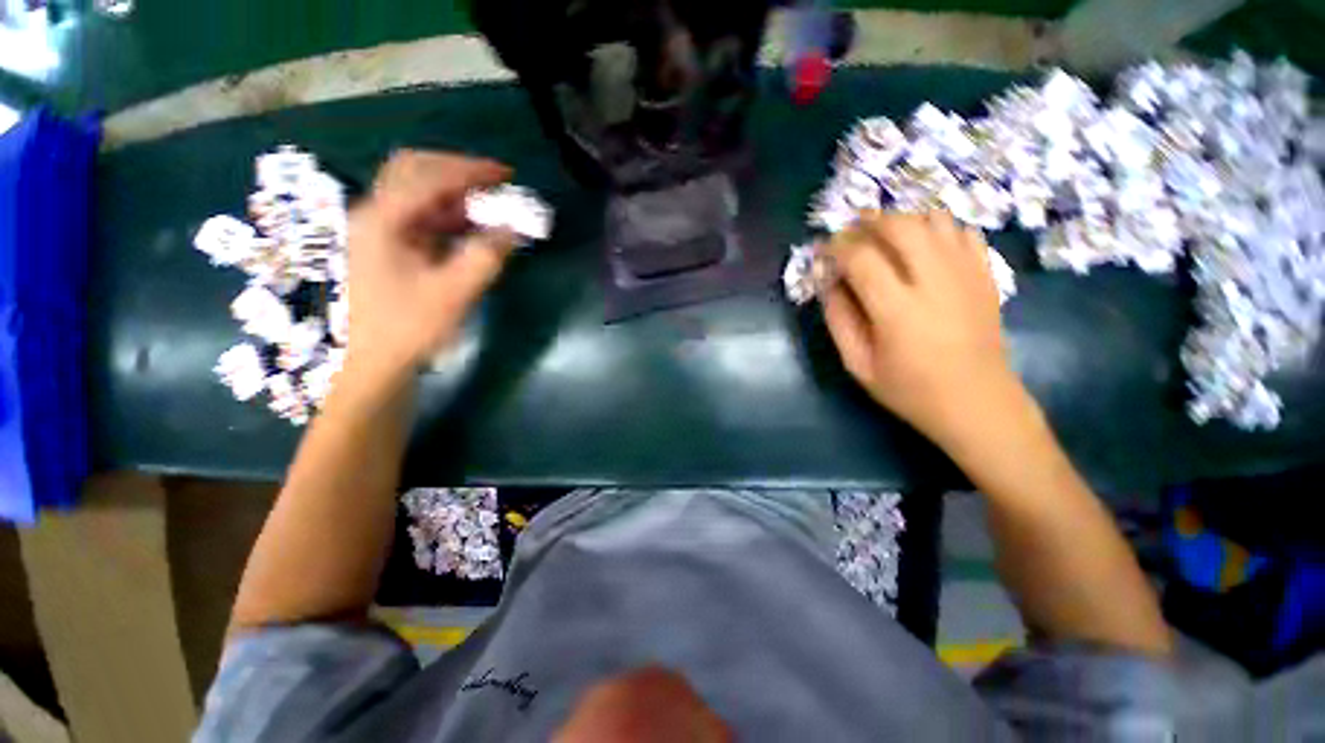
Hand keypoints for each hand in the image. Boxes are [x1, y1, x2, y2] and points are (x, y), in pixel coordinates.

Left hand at [344, 150, 514, 387]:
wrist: (370, 364)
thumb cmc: (407, 329)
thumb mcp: (454, 293)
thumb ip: (485, 256)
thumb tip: (513, 229)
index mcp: (382, 220)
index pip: (429, 177)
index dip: (470, 171)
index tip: (507, 175)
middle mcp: (374, 215)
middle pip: (413, 171)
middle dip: (457, 171)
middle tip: (495, 184)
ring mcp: (378, 230)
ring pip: (416, 193)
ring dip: (455, 194)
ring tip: (491, 206)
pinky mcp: (387, 247)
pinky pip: (419, 217)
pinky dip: (448, 215)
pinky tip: (471, 227)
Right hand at [823, 211, 1025, 449]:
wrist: (977, 402)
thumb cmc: (910, 389)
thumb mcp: (858, 364)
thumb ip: (839, 320)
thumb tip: (829, 283)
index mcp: (897, 310)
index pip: (861, 257)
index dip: (837, 246)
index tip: (824, 250)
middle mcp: (934, 281)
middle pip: (900, 226)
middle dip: (868, 222)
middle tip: (851, 233)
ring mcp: (966, 273)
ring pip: (934, 219)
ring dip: (902, 220)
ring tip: (883, 237)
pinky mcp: (986, 274)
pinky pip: (962, 231)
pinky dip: (936, 228)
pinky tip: (922, 247)